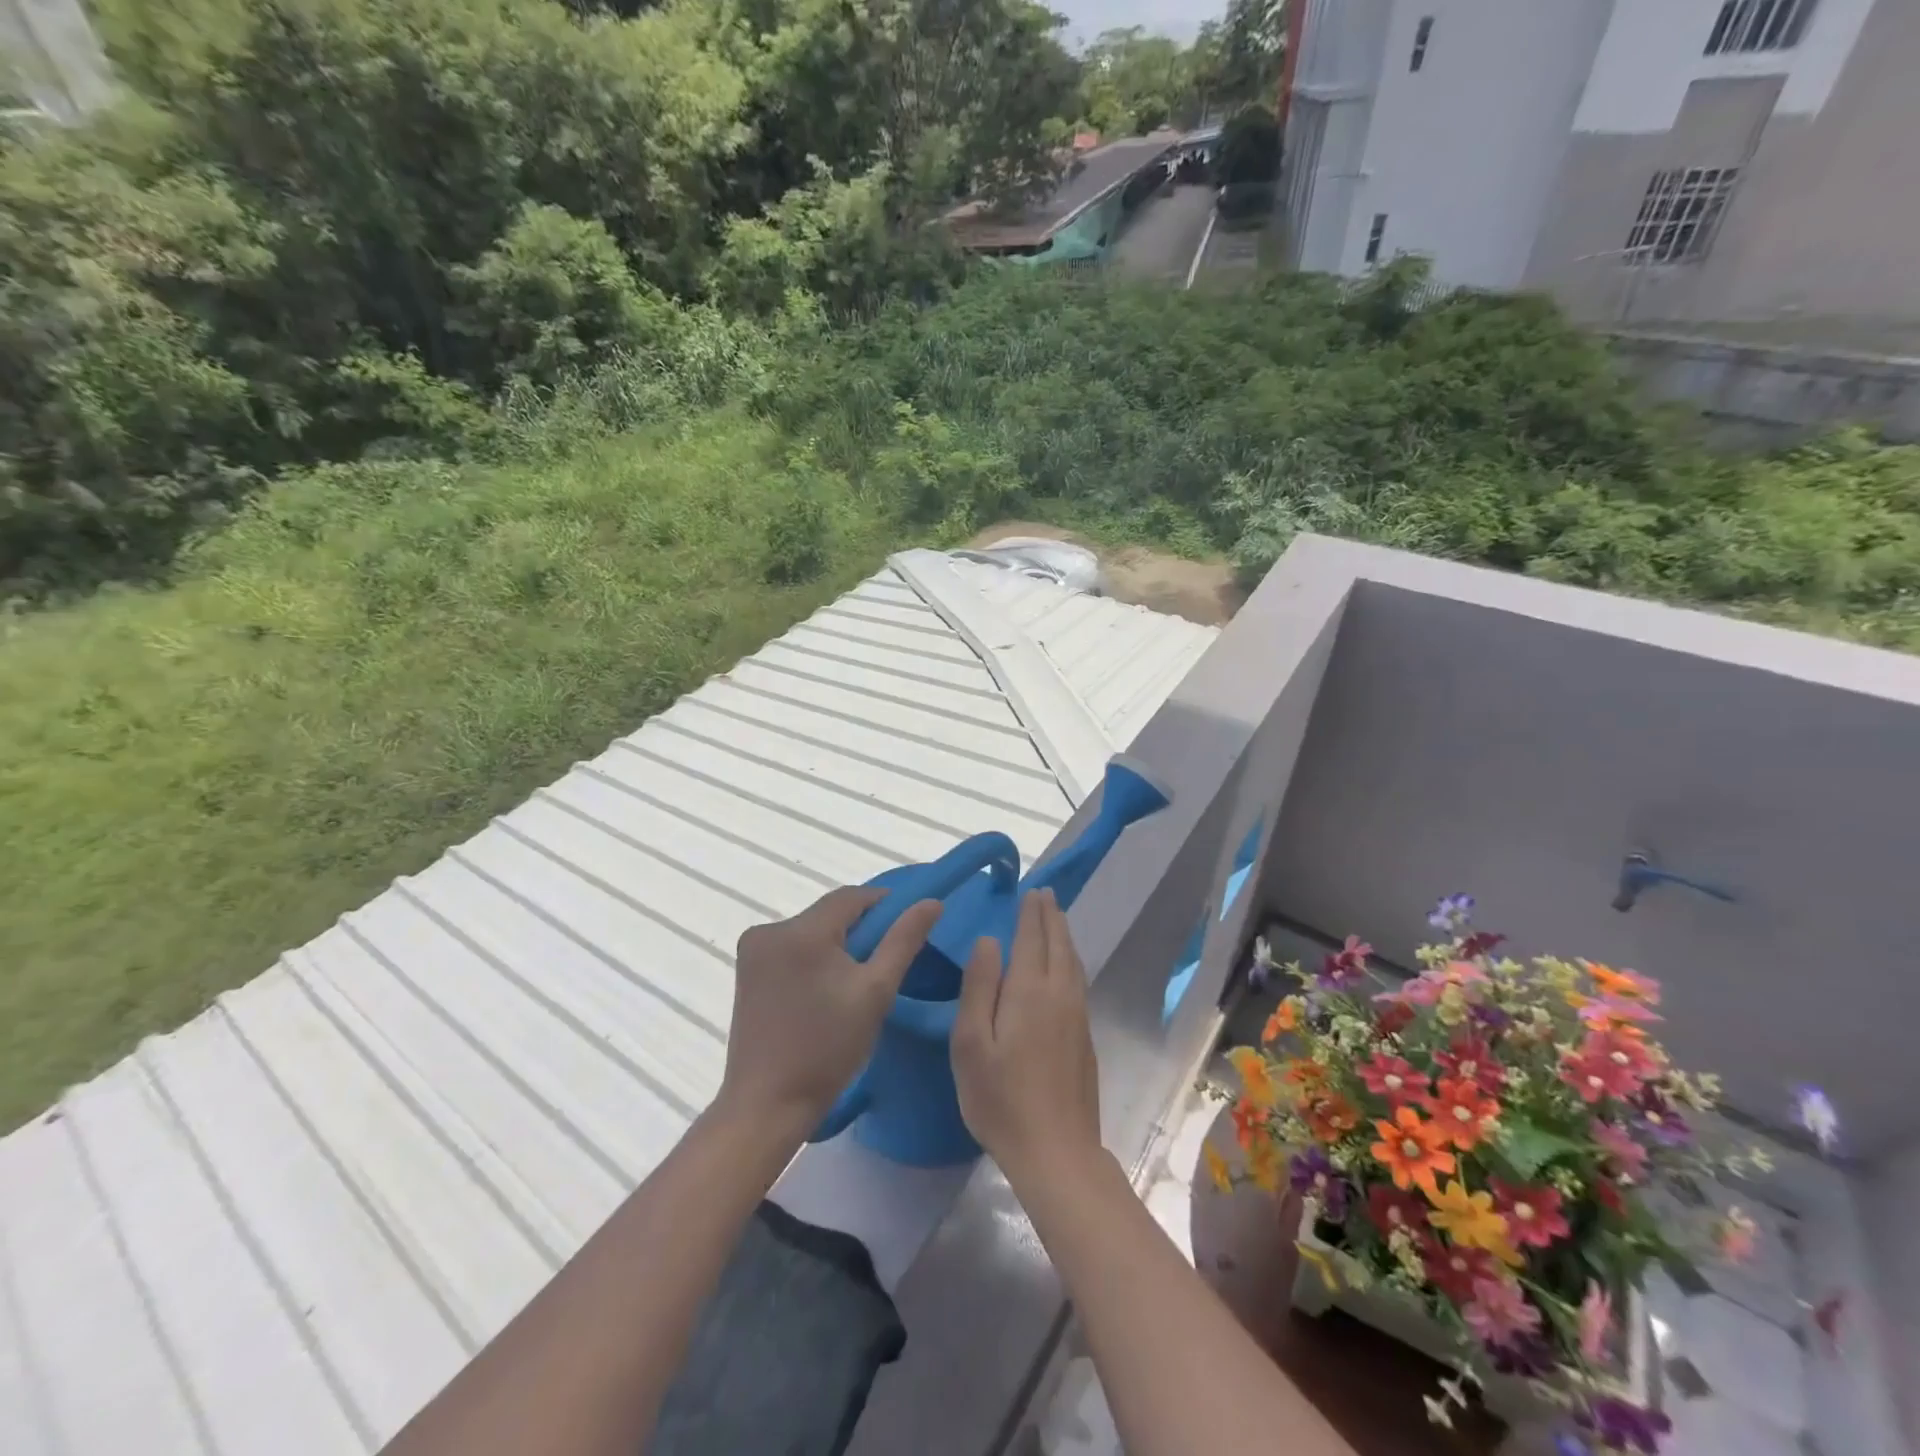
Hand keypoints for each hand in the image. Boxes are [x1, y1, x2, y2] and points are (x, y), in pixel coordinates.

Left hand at [720, 886, 941, 1139]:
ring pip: (811, 930)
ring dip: (837, 943)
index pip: (851, 897)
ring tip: (858, 979)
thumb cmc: (827, 1049)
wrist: (767, 1105)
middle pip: (829, 913)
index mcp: (801, 931)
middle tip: (886, 960)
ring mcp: (753, 951)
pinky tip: (826, 989)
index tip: (908, 925)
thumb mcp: (875, 992)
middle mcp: (770, 930)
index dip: (884, 904)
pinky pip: (792, 948)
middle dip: (861, 928)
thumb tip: (931, 902)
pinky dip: (814, 957)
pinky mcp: (746, 971)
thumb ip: (903, 940)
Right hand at [951, 889, 1102, 1189]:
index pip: (1031, 939)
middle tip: (1046, 894)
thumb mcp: (972, 1043)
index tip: (1031, 891)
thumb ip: (980, 986)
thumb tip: (989, 941)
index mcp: (1029, 991)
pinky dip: (1071, 959)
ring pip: (1073, 962)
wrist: (1056, 1151)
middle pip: (1058, 944)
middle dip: (1051, 917)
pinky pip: (1078, 980)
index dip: (1030, 914)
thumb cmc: (1001, 1099)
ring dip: (1064, 935)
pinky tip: (1066, 966)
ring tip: (1057, 919)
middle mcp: (1059, 995)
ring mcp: (1077, 1016)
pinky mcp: (1085, 1037)